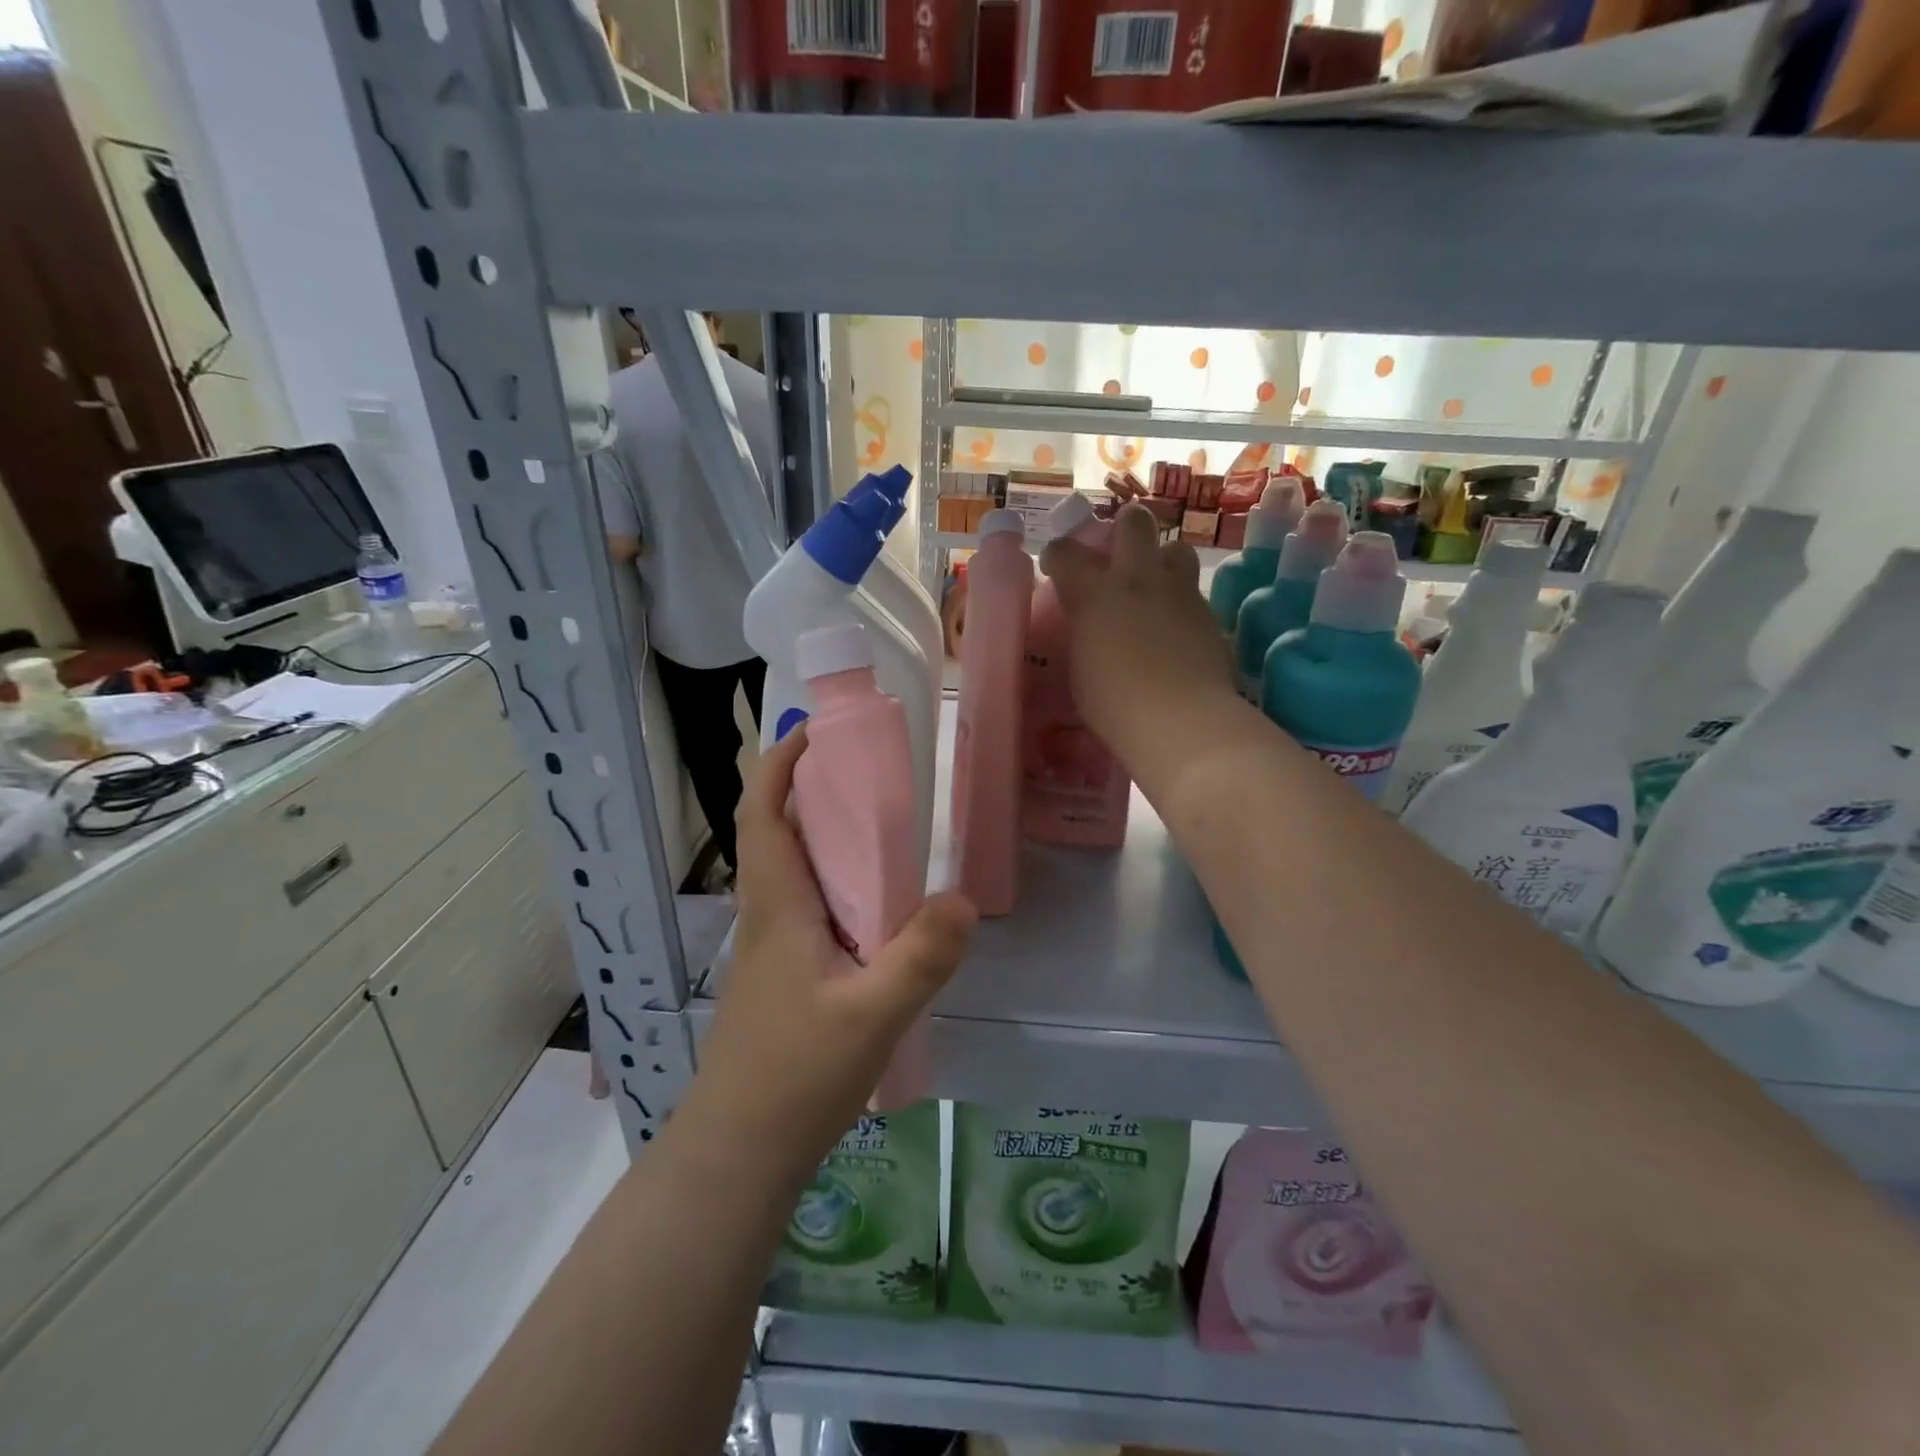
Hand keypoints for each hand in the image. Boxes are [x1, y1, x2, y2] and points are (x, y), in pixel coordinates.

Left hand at [686, 725, 975, 1183]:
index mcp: (778, 905)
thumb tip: (963, 900)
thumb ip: (922, 956)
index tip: (815, 731)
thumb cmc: (794, 1075)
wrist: (740, 1152)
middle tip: (870, 774)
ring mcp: (772, 947)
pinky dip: (837, 884)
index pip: (762, 813)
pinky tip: (880, 912)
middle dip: (812, 790)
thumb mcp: (872, 1015)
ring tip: (884, 832)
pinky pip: (809, 908)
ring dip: (825, 837)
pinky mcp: (783, 975)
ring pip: (793, 871)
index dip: (779, 764)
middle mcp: (768, 915)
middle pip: (777, 832)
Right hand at [1039, 502, 1236, 763]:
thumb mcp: (1080, 668)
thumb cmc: (1113, 704)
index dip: (1057, 555)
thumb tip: (1088, 627)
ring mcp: (1178, 592)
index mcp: (1093, 593)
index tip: (1055, 566)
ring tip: (1155, 585)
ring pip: (1176, 548)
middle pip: (1134, 522)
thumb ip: (1083, 635)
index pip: (1065, 553)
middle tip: (1117, 554)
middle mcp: (1137, 580)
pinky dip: (1181, 602)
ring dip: (1163, 560)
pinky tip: (1176, 628)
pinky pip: (1193, 591)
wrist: (1179, 719)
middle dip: (1124, 529)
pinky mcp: (1209, 613)